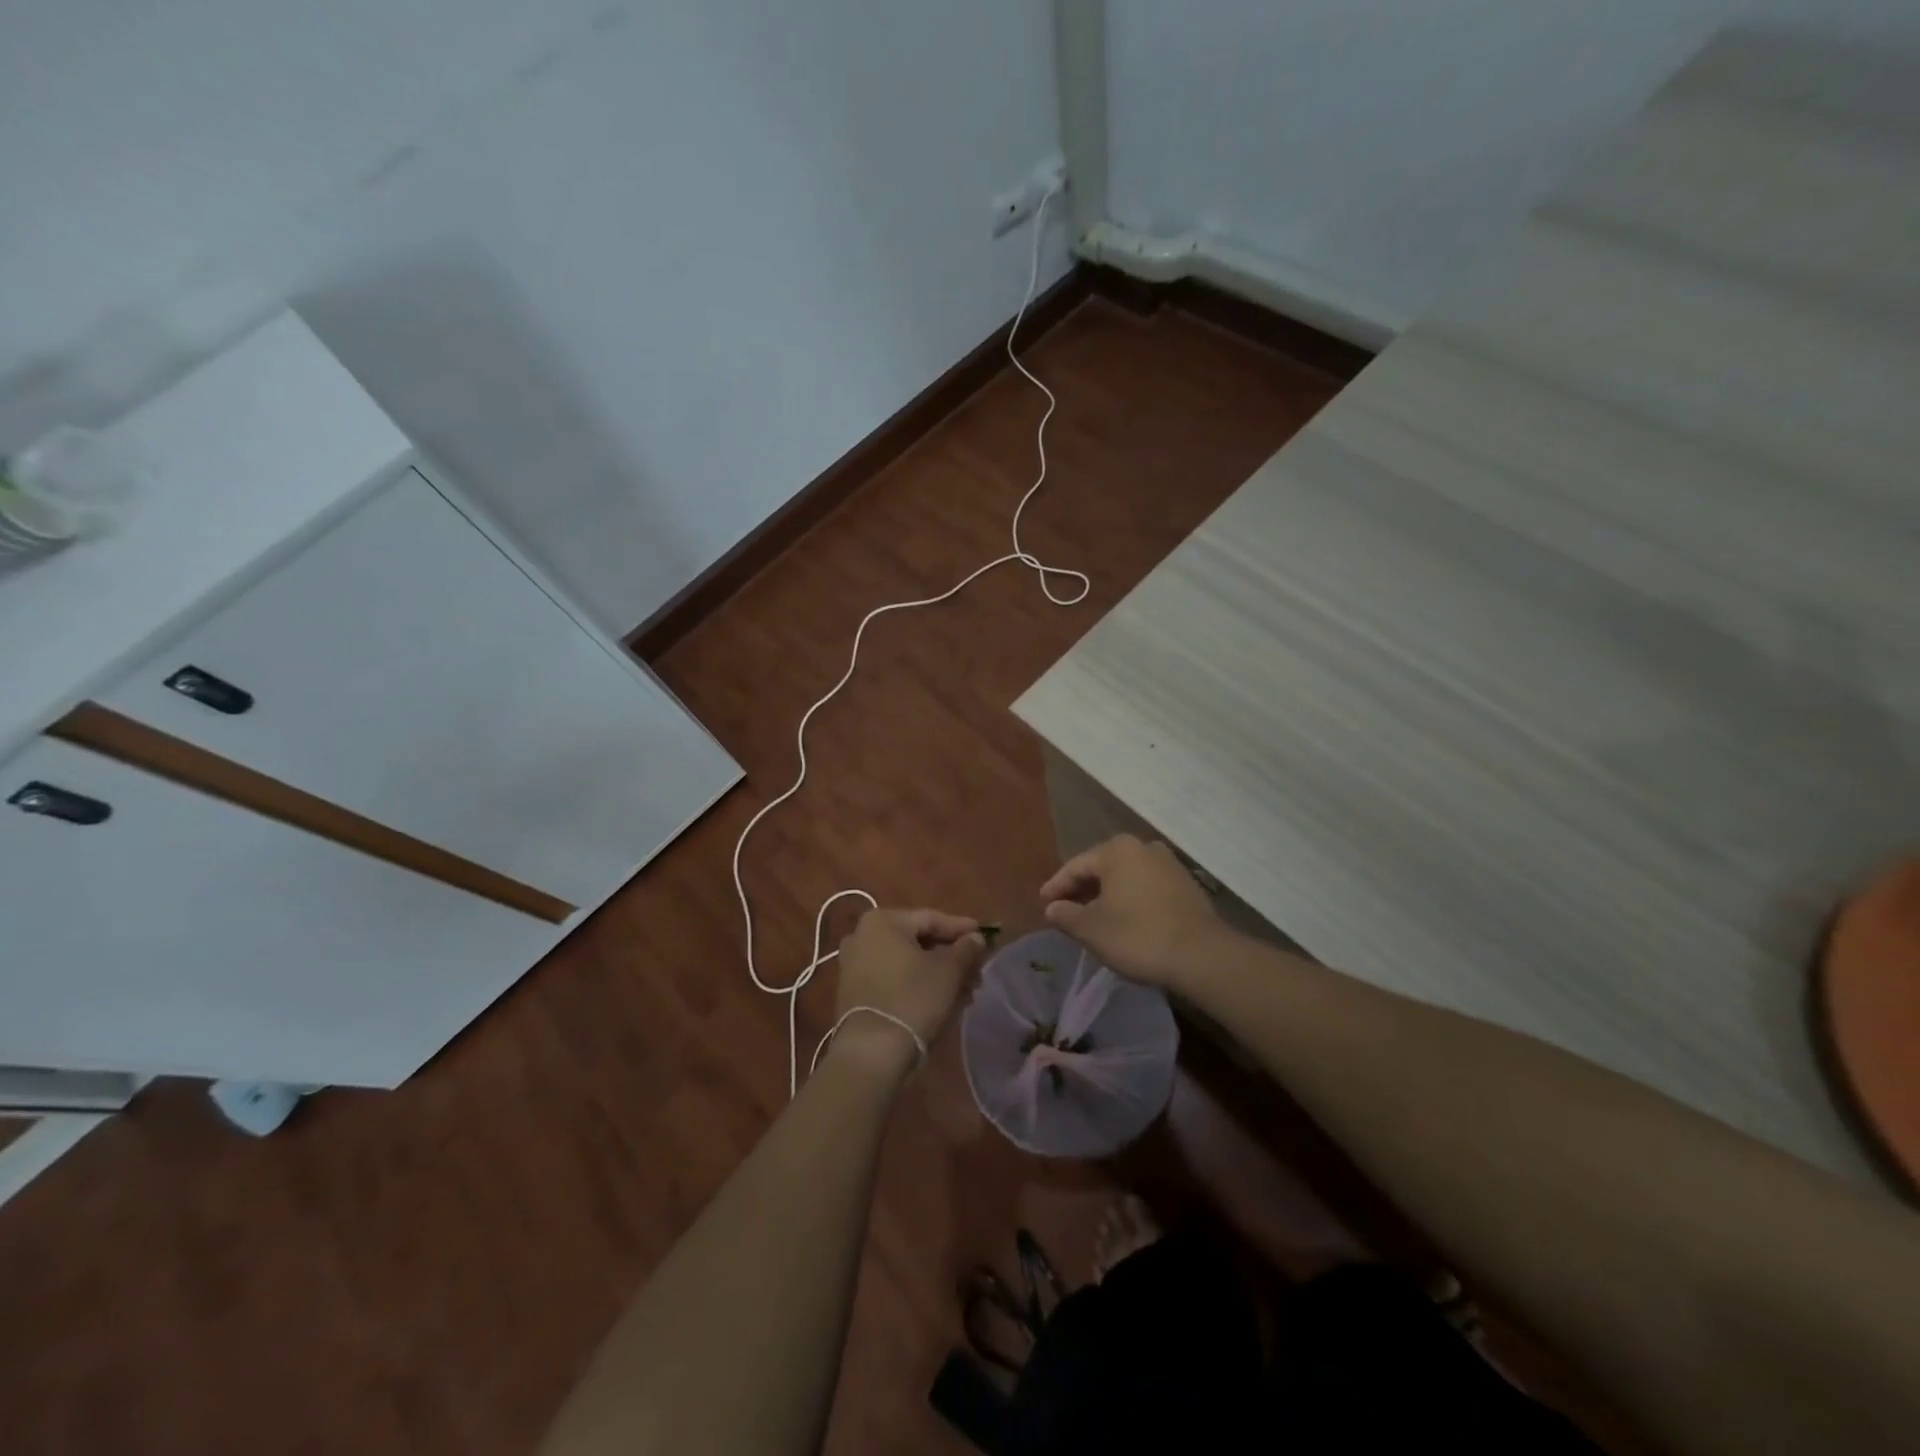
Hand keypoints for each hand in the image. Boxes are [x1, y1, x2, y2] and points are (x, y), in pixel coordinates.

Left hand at [831, 909, 985, 1073]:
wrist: (871, 1052)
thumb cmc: (912, 999)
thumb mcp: (948, 972)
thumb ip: (965, 949)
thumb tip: (976, 938)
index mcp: (883, 920)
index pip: (931, 918)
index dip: (962, 929)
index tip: (986, 937)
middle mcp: (862, 934)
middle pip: (918, 940)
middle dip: (950, 955)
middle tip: (977, 969)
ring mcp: (854, 962)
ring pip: (906, 960)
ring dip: (936, 972)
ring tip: (965, 990)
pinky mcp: (853, 989)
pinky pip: (892, 976)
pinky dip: (916, 983)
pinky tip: (940, 998)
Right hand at [1040, 835, 1227, 991]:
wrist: (1201, 955)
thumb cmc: (1137, 935)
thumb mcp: (1091, 929)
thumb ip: (1066, 915)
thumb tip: (1053, 908)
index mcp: (1117, 850)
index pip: (1076, 866)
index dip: (1056, 886)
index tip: (1044, 904)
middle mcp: (1143, 848)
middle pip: (1103, 868)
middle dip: (1083, 889)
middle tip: (1065, 910)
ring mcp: (1169, 864)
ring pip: (1126, 877)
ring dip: (1108, 895)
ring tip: (1093, 917)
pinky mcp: (1186, 885)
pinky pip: (1147, 888)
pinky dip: (1130, 900)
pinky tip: (1125, 920)